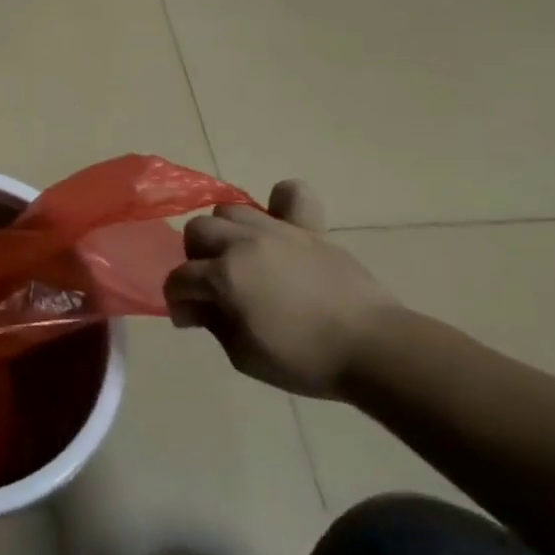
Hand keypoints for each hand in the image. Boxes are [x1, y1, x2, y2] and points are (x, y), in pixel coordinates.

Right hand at [164, 181, 393, 399]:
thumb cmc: (306, 360)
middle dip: (195, 259)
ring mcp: (277, 231)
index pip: (179, 278)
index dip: (178, 299)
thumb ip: (213, 324)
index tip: (190, 319)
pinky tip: (277, 225)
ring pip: (230, 211)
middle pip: (197, 231)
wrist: (376, 349)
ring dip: (226, 234)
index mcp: (224, 276)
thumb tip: (198, 307)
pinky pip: (290, 194)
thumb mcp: (244, 356)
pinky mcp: (309, 229)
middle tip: (214, 284)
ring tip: (241, 257)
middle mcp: (243, 243)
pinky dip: (279, 202)